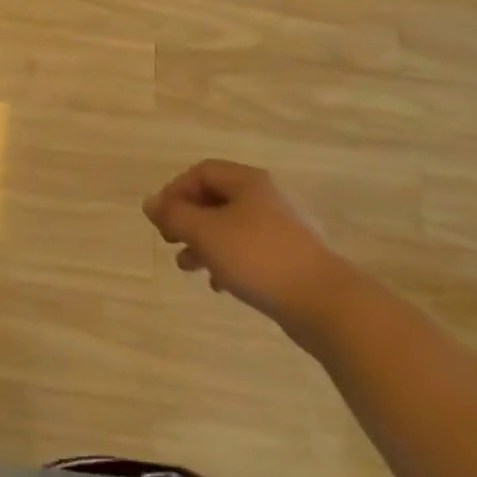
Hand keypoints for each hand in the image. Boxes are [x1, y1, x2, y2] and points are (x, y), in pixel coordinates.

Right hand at [143, 160, 353, 343]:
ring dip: (203, 243)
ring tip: (187, 266)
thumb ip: (174, 215)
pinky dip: (227, 261)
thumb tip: (150, 202)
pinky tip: (219, 284)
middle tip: (168, 239)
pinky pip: (249, 251)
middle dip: (187, 219)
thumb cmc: (259, 258)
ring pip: (230, 227)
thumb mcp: (205, 232)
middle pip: (215, 198)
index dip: (175, 190)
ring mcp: (282, 229)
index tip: (160, 218)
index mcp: (247, 182)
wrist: (327, 304)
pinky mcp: (291, 259)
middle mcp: (265, 198)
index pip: (201, 172)